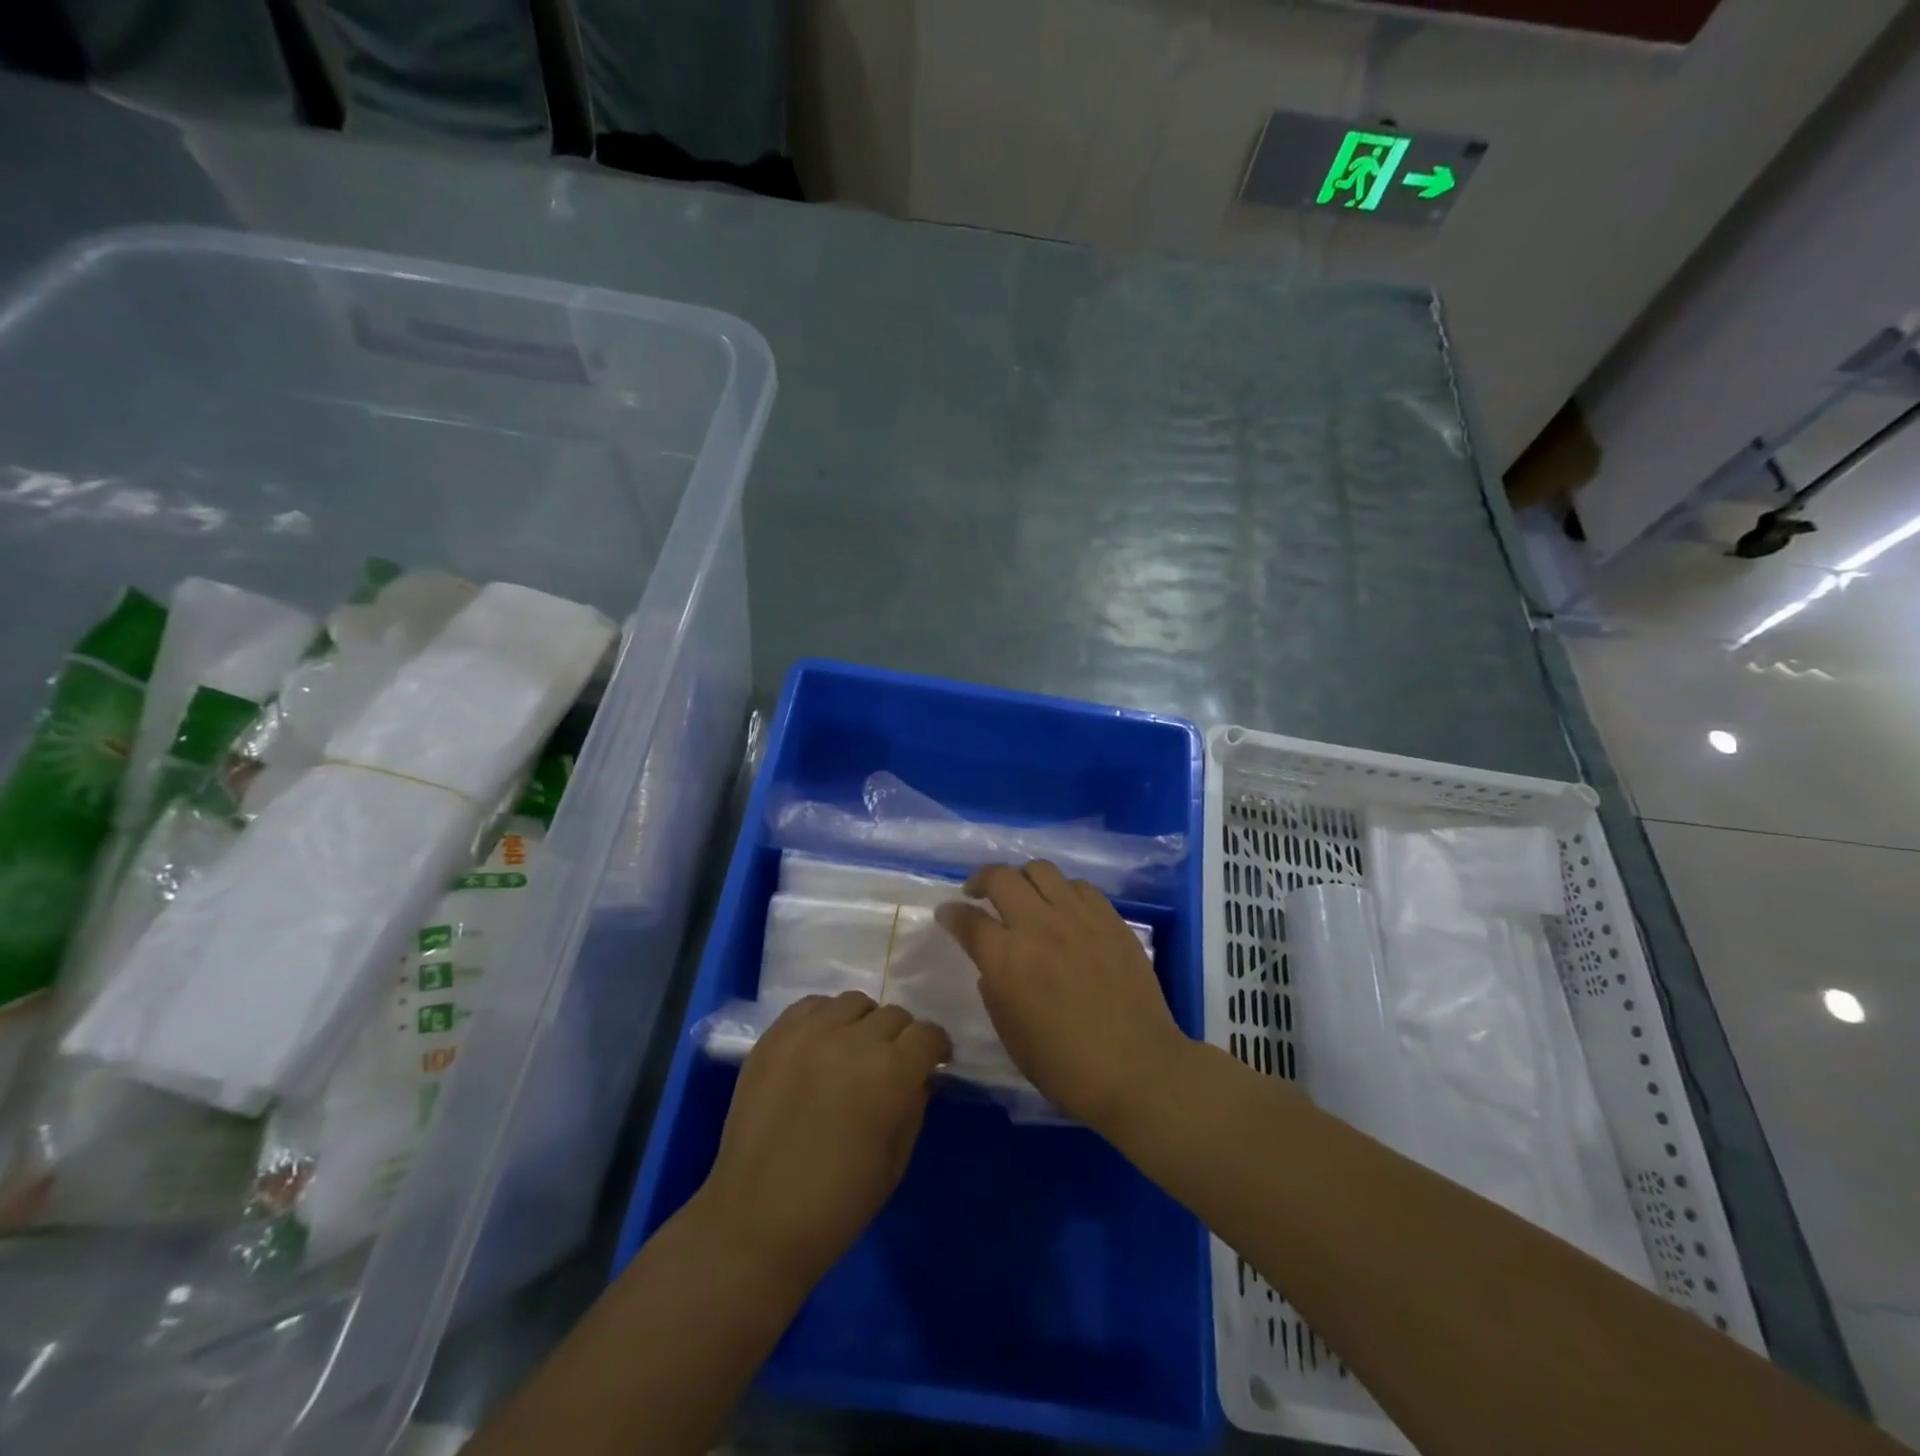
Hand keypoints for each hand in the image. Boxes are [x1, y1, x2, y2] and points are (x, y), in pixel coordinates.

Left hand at [694, 991, 950, 1290]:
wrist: (756, 1223)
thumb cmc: (838, 1204)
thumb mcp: (896, 1160)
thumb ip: (914, 1106)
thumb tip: (918, 1076)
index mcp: (890, 1072)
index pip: (927, 1034)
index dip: (934, 1048)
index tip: (932, 1062)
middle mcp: (852, 1040)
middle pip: (893, 1015)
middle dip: (901, 1038)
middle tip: (890, 1065)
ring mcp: (808, 1034)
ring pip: (853, 1003)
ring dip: (863, 1024)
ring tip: (852, 1052)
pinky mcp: (774, 1037)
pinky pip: (811, 1006)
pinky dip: (824, 1018)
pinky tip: (820, 1047)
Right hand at [937, 860, 1192, 1134]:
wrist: (1137, 1069)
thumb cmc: (1066, 1067)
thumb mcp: (1011, 1036)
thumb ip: (994, 991)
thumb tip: (993, 965)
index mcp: (1007, 960)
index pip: (967, 919)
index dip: (950, 913)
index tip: (946, 913)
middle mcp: (1039, 926)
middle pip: (1001, 877)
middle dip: (980, 879)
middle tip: (977, 892)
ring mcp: (1078, 917)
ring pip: (1041, 869)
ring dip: (1022, 878)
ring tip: (1022, 894)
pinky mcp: (1110, 919)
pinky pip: (1079, 886)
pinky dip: (1062, 891)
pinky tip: (1063, 909)